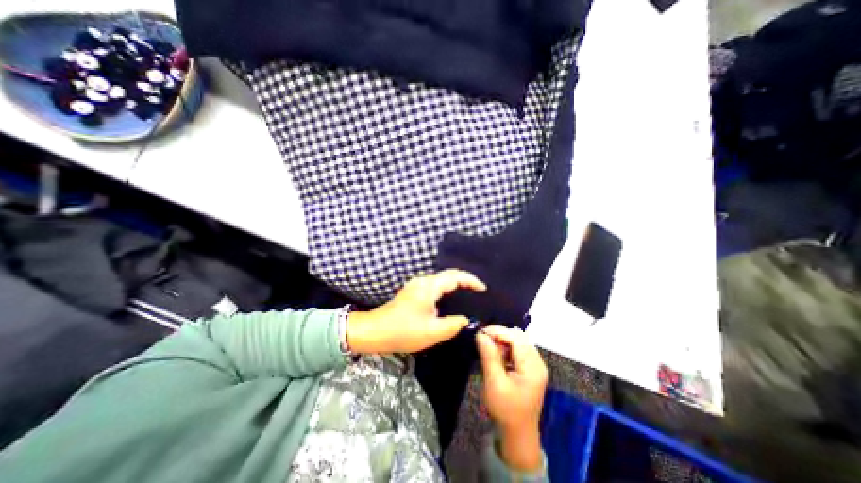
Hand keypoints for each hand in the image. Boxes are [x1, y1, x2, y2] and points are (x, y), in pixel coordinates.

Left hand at [347, 270, 483, 351]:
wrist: (375, 331)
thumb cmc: (403, 331)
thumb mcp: (433, 332)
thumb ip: (454, 325)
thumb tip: (465, 319)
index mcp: (430, 287)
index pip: (456, 277)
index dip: (471, 281)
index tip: (483, 289)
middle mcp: (424, 281)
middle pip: (449, 274)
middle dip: (465, 280)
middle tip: (478, 290)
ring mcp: (417, 284)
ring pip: (441, 279)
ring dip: (456, 283)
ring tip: (468, 293)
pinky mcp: (413, 290)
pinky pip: (435, 284)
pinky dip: (447, 287)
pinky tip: (451, 298)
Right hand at [474, 324, 546, 472]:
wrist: (518, 434)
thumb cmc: (506, 410)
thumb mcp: (494, 383)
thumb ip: (489, 356)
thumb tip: (480, 334)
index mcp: (532, 366)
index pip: (516, 337)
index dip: (498, 331)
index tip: (480, 333)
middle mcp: (537, 362)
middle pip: (519, 337)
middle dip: (500, 335)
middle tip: (483, 340)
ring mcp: (535, 365)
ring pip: (518, 341)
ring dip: (502, 341)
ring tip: (489, 349)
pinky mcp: (531, 368)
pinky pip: (518, 349)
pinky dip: (506, 348)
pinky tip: (497, 356)